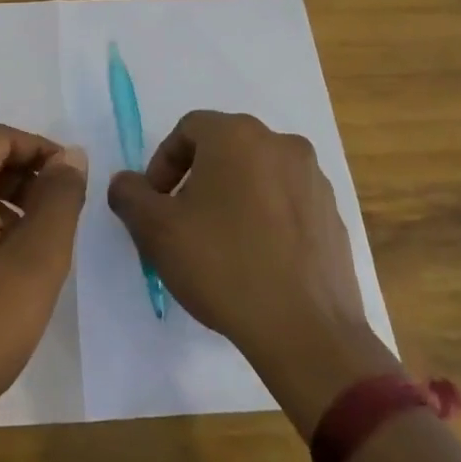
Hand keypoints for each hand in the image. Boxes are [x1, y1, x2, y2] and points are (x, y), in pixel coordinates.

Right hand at [107, 111, 396, 426]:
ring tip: (219, 245)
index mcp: (237, 136)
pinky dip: (266, 220)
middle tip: (181, 223)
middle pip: (224, 150)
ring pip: (258, 176)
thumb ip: (129, 194)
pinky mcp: (334, 216)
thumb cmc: (223, 266)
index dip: (163, 164)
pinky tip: (256, 262)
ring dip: (232, 198)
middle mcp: (281, 145)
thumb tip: (126, 183)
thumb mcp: (155, 230)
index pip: (188, 130)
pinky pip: (287, 204)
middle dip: (196, 180)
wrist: (307, 332)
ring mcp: (314, 180)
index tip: (156, 204)